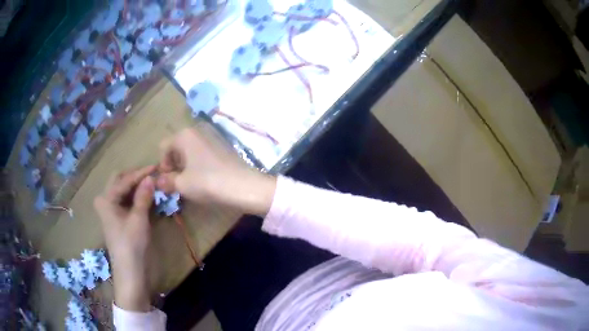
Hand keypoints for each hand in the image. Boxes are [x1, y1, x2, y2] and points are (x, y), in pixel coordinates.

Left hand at [94, 165, 155, 311]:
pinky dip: (137, 197)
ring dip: (137, 186)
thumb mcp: (138, 219)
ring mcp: (112, 210)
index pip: (124, 180)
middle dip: (136, 176)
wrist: (131, 272)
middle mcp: (106, 201)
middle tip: (152, 174)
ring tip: (153, 183)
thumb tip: (151, 177)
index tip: (156, 167)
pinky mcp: (119, 219)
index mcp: (106, 200)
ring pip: (124, 191)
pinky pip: (127, 201)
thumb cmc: (132, 245)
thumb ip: (143, 196)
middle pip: (121, 181)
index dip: (140, 174)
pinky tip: (148, 196)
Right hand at [156, 128, 275, 215]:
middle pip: (177, 146)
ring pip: (190, 149)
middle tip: (179, 182)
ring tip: (192, 181)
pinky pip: (203, 151)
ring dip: (186, 164)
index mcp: (184, 135)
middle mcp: (197, 130)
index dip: (163, 165)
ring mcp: (212, 136)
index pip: (163, 147)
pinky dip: (199, 162)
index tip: (170, 180)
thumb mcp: (182, 184)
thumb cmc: (208, 183)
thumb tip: (158, 181)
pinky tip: (205, 177)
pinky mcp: (223, 145)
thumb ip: (167, 181)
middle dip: (174, 164)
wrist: (244, 186)